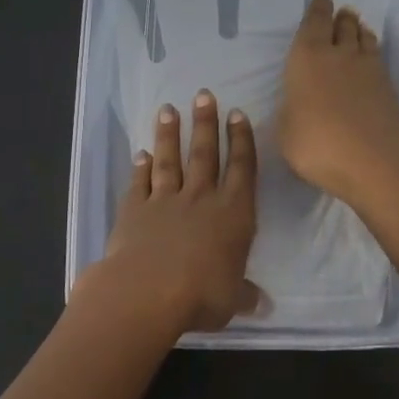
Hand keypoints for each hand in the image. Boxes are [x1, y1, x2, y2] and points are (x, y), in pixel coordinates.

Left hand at [76, 90, 261, 334]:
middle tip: (203, 95)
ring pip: (170, 160)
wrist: (146, 292)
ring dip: (170, 134)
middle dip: (206, 123)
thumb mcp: (232, 300)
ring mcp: (165, 201)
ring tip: (168, 109)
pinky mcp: (134, 210)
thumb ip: (245, 295)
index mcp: (233, 214)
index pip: (242, 169)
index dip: (241, 140)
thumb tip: (263, 304)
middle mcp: (201, 198)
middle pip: (205, 153)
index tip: (238, 114)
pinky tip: (140, 154)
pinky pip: (140, 182)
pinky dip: (140, 167)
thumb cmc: (200, 294)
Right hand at [277, 0, 398, 209]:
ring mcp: (369, 69)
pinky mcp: (389, 88)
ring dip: (359, 31)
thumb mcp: (285, 132)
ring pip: (364, 39)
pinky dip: (371, 54)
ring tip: (356, 29)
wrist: (375, 162)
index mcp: (307, 57)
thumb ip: (290, 110)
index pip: (313, 22)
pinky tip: (370, 61)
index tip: (321, 1)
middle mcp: (339, 54)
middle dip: (340, 17)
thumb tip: (296, 103)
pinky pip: (377, 59)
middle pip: (342, 25)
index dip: (317, 10)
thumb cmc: (317, 144)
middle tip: (340, 13)